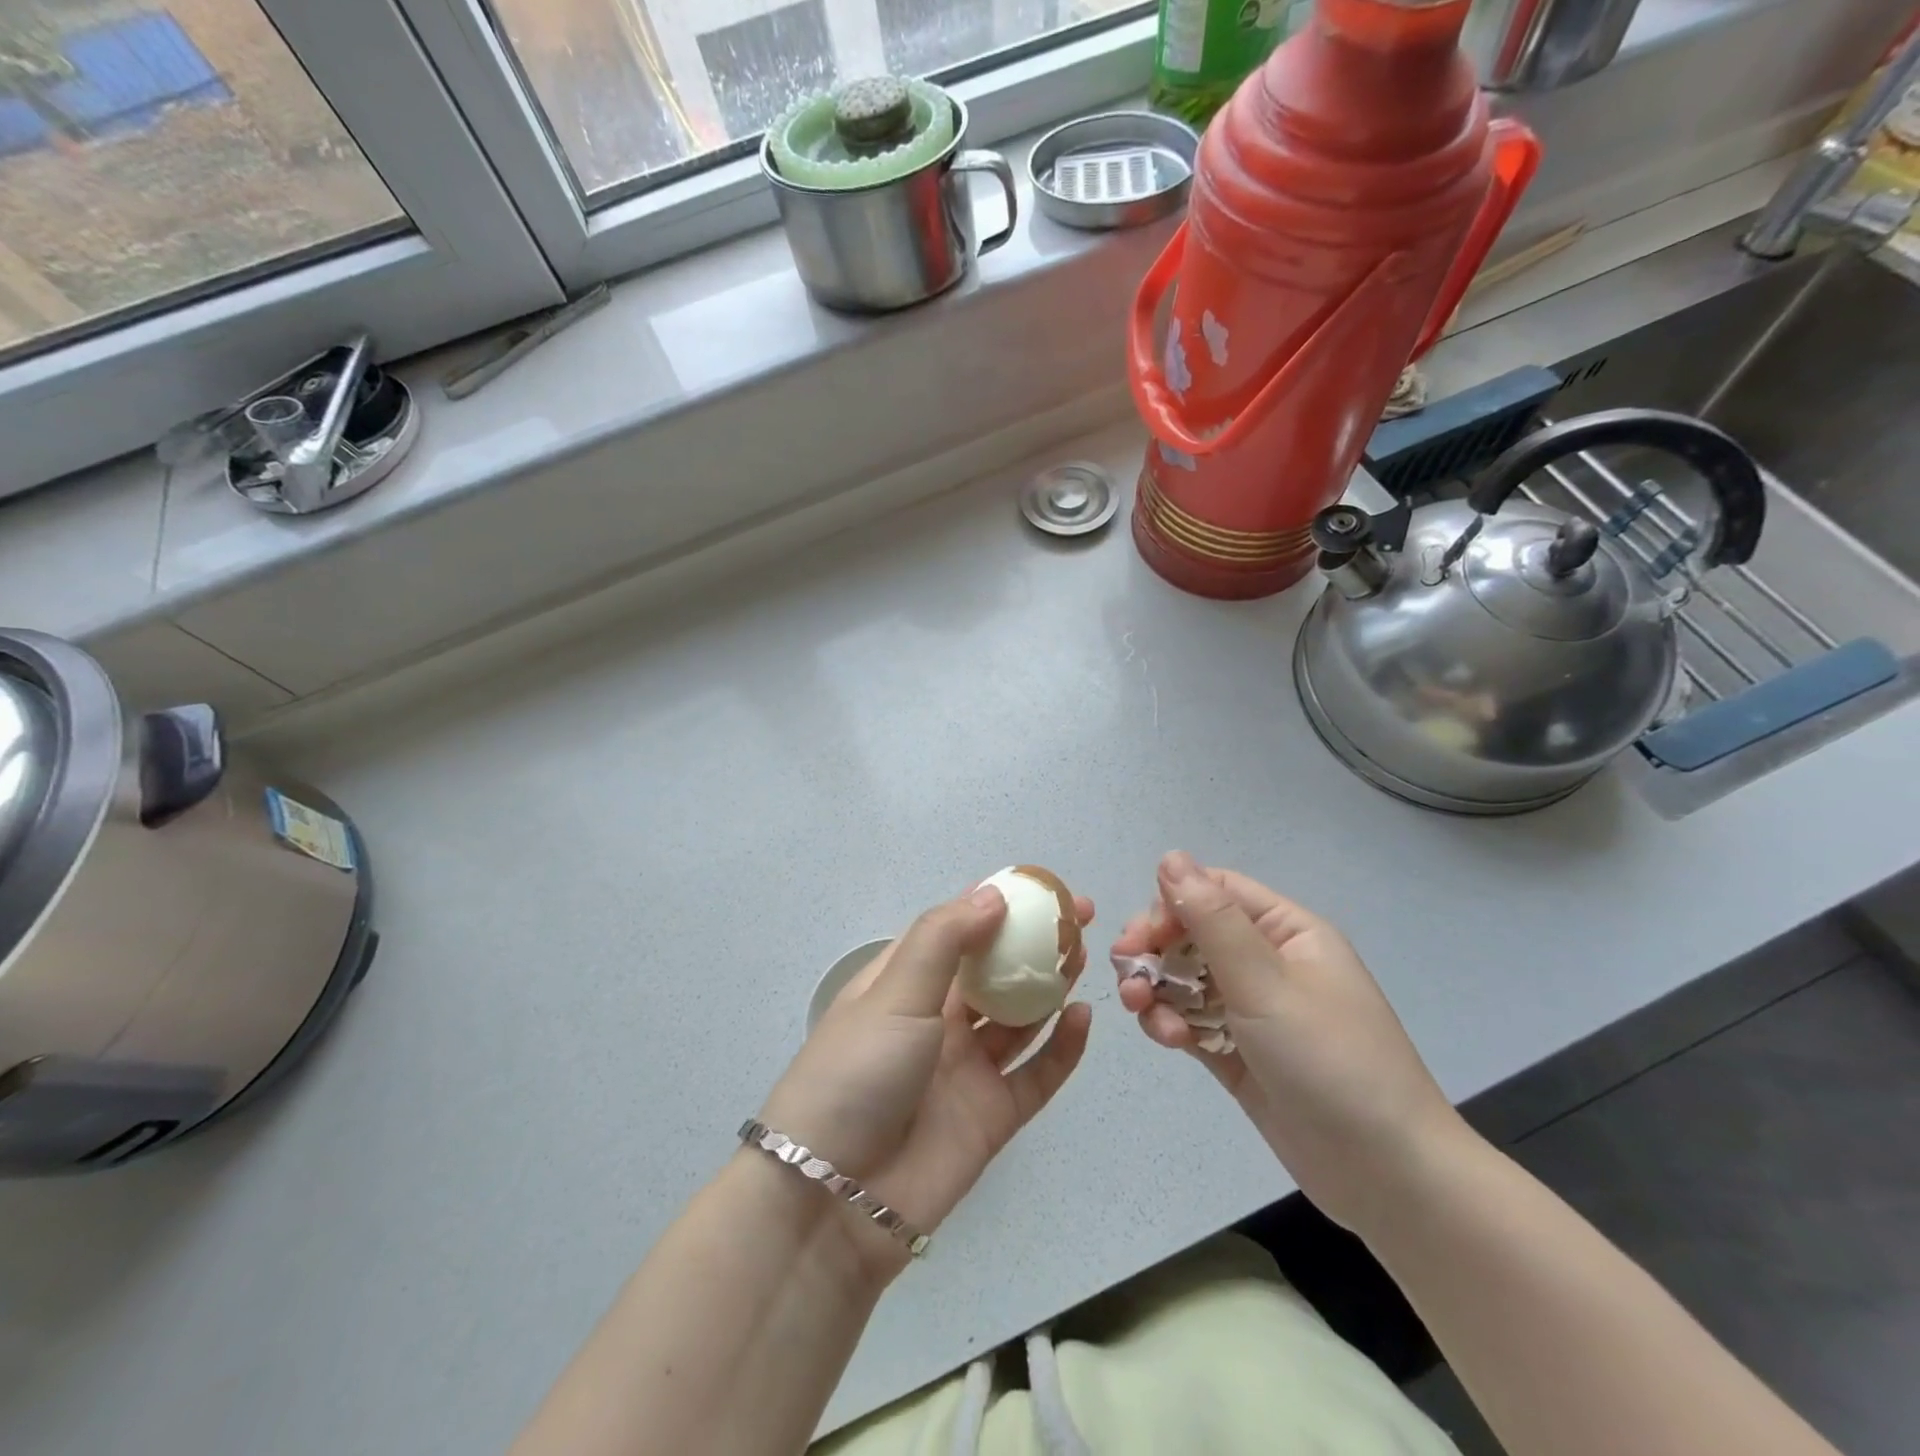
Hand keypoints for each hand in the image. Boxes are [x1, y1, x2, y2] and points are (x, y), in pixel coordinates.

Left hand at [760, 884, 1093, 1279]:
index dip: (996, 904)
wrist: (834, 1199)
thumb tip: (994, 894)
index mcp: (904, 983)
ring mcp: (966, 1068)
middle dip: (1032, 943)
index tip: (1040, 885)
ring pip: (1019, 1018)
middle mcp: (936, 1020)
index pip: (956, 930)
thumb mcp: (894, 993)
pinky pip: (1036, 1075)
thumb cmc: (857, 1073)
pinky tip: (1083, 1019)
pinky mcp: (992, 1115)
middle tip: (1080, 918)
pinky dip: (1062, 1048)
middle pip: (994, 971)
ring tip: (1084, 957)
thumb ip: (945, 939)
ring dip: (1050, 987)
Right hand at [1114, 851, 1467, 1233]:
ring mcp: (1251, 1009)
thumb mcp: (1266, 982)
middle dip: (1154, 951)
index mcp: (1286, 932)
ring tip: (1145, 1014)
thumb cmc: (1330, 1062)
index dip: (1171, 905)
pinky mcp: (1236, 1051)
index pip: (1215, 892)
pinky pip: (1190, 1019)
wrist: (1387, 1178)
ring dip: (1157, 990)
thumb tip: (1171, 857)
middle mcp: (1267, 962)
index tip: (1140, 937)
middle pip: (1191, 935)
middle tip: (1129, 977)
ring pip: (1183, 978)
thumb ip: (1212, 920)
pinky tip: (1170, 1041)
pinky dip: (1171, 1023)